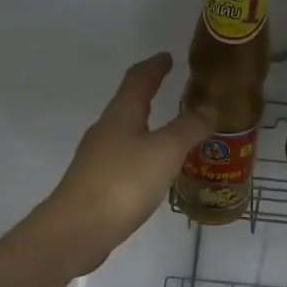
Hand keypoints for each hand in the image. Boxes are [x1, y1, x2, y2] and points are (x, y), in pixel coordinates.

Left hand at [37, 52, 208, 274]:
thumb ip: (189, 128)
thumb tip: (208, 107)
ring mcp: (98, 158)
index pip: (138, 79)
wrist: (77, 229)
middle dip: (150, 95)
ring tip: (173, 133)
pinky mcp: (96, 184)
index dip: (155, 66)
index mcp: (121, 114)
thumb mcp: (165, 151)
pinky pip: (125, 159)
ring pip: (126, 133)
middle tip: (175, 92)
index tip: (168, 57)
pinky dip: (143, 155)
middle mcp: (106, 130)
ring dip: (148, 127)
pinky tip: (154, 171)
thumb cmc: (123, 182)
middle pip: (129, 104)